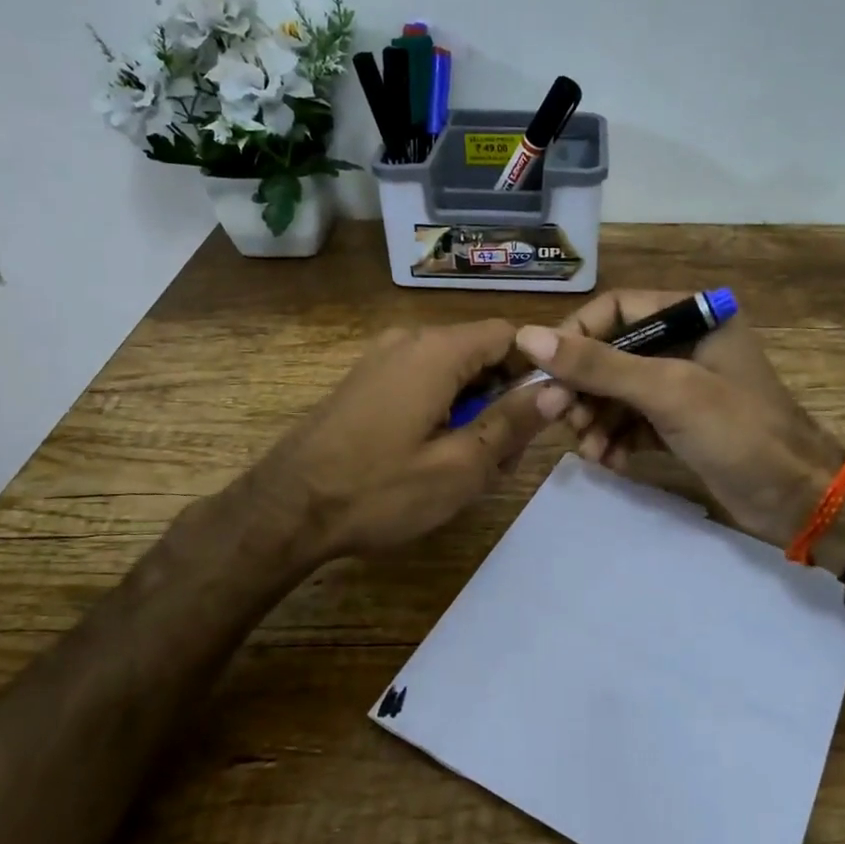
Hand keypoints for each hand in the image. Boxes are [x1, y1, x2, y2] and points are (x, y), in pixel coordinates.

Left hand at [248, 319, 547, 564]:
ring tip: (473, 467)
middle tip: (507, 458)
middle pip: (481, 354)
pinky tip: (437, 458)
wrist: (286, 509)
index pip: (511, 334)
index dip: (538, 367)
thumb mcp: (459, 466)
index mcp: (437, 351)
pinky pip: (422, 383)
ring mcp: (382, 359)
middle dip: (505, 399)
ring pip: (453, 373)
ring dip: (475, 411)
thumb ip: (512, 422)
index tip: (548, 412)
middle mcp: (409, 340)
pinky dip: (443, 412)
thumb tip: (558, 389)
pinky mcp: (366, 382)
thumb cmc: (379, 490)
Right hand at [514, 291, 844, 547]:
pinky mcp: (678, 422)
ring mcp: (681, 384)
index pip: (614, 309)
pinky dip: (614, 438)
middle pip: (610, 352)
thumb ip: (598, 364)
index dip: (575, 336)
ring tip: (588, 448)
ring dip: (594, 417)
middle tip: (556, 417)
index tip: (546, 373)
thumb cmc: (739, 432)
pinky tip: (608, 460)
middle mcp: (684, 342)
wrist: (799, 500)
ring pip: (616, 390)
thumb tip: (528, 338)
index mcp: (692, 315)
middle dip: (582, 386)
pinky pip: (630, 420)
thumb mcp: (667, 392)